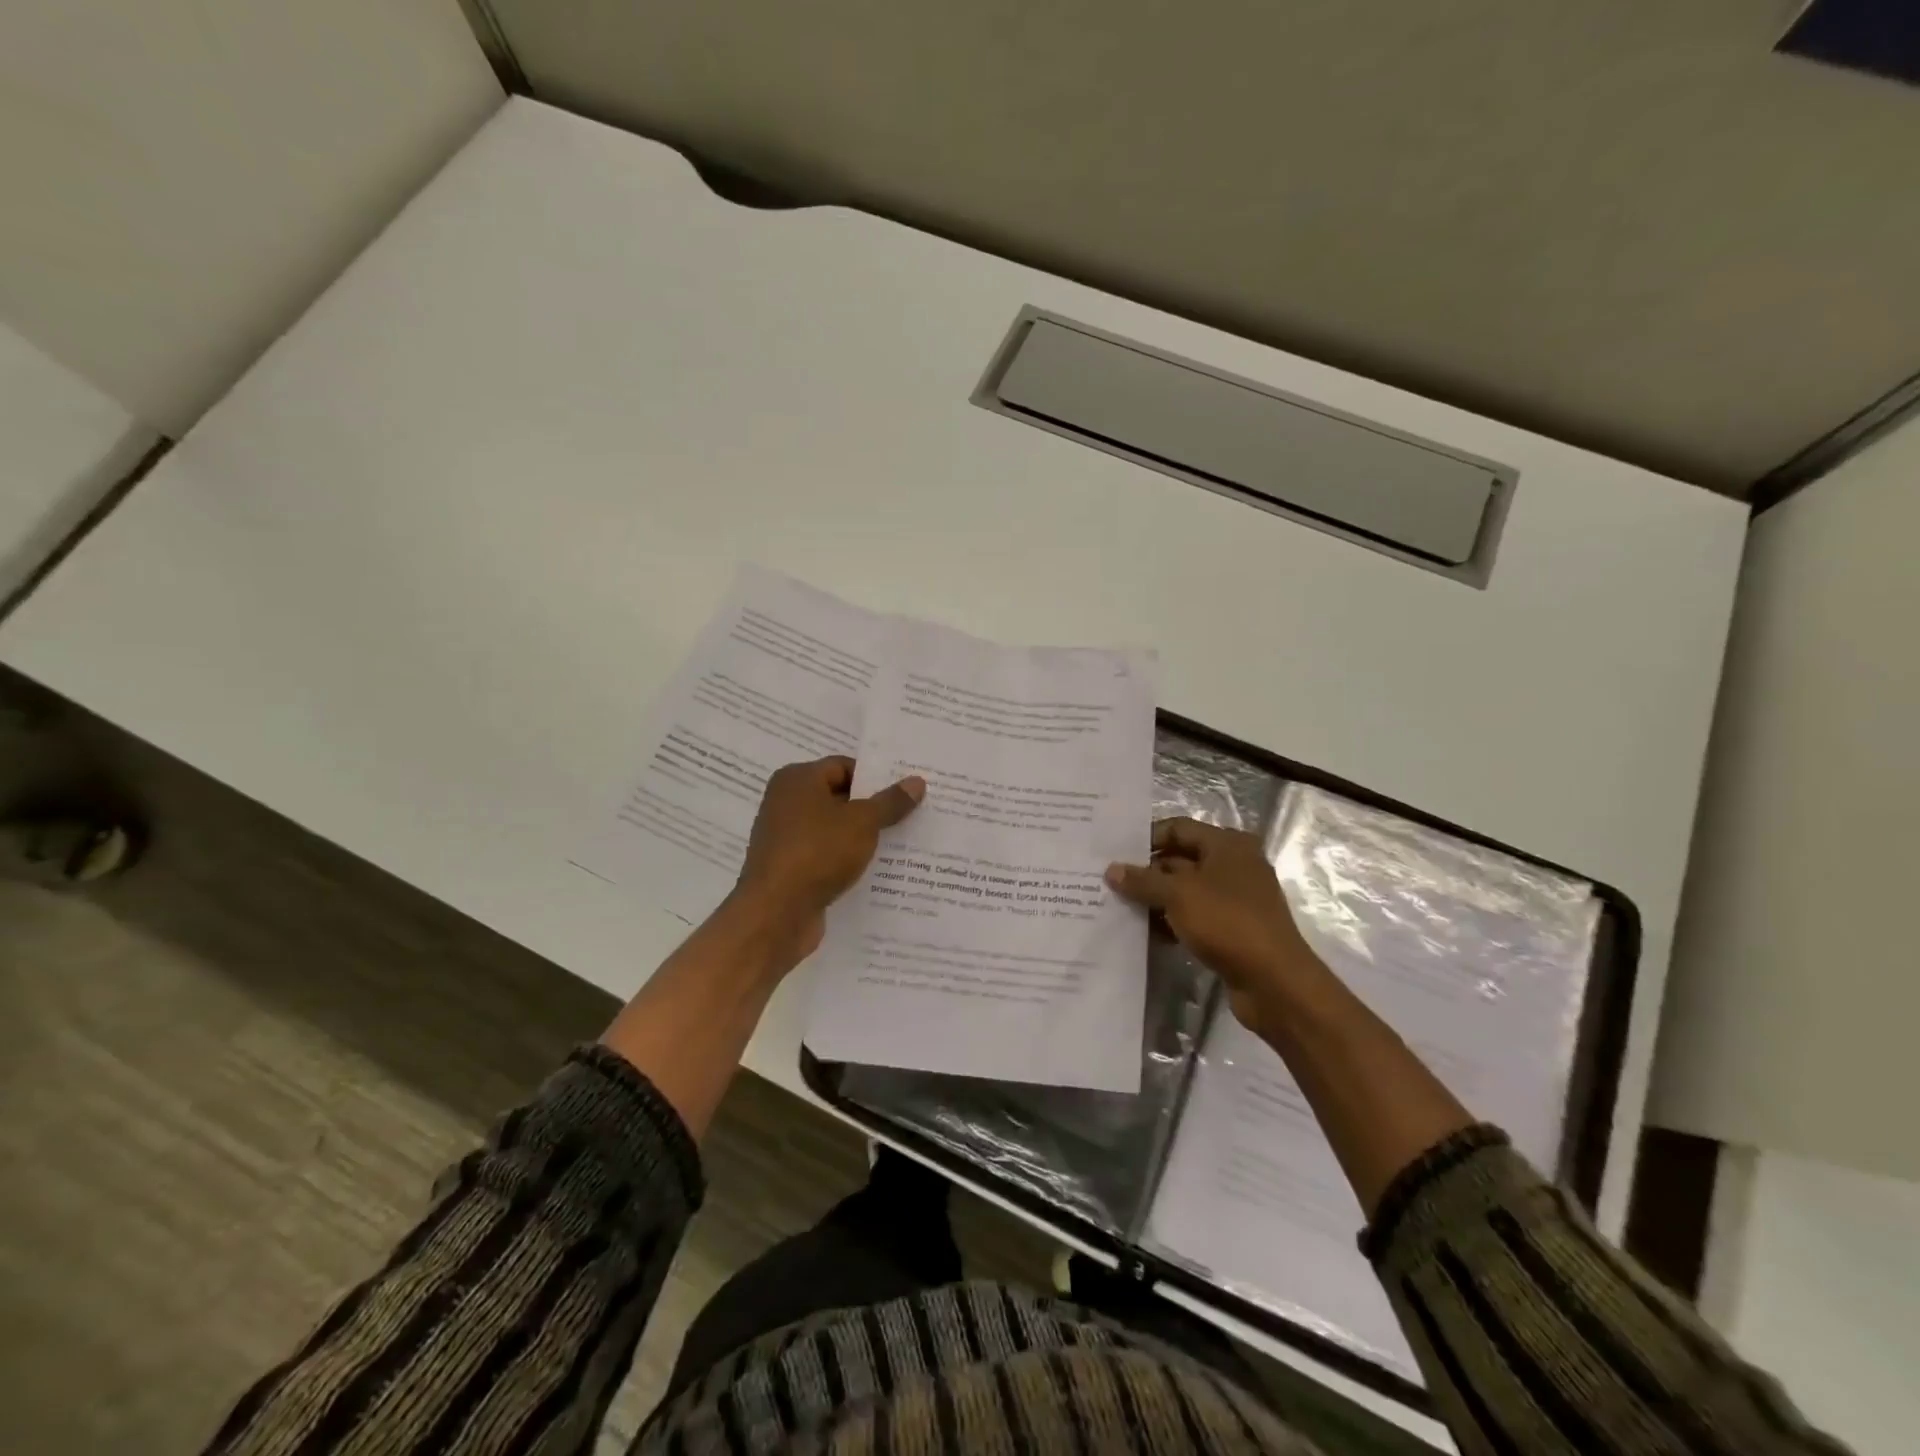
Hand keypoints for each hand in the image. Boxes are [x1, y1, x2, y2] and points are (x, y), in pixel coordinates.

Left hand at [728, 755, 924, 964]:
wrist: (775, 913)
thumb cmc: (817, 852)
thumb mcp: (863, 822)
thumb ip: (890, 802)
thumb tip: (916, 781)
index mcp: (797, 779)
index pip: (844, 767)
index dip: (875, 778)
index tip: (905, 792)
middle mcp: (786, 802)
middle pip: (838, 797)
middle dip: (873, 808)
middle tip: (912, 814)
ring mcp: (786, 837)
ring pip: (833, 829)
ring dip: (862, 837)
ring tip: (902, 843)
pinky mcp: (790, 868)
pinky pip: (825, 855)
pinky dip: (847, 859)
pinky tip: (876, 870)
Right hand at [1106, 818, 1322, 1041]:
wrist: (1275, 982)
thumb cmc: (1227, 922)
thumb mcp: (1178, 895)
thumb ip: (1143, 880)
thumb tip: (1111, 870)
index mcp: (1228, 845)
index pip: (1178, 828)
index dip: (1146, 838)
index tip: (1114, 854)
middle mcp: (1234, 865)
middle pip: (1181, 859)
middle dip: (1147, 872)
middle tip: (1109, 882)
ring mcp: (1235, 899)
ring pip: (1185, 890)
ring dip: (1156, 899)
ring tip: (1119, 907)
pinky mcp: (1233, 929)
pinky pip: (1194, 916)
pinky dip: (1172, 921)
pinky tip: (1145, 932)